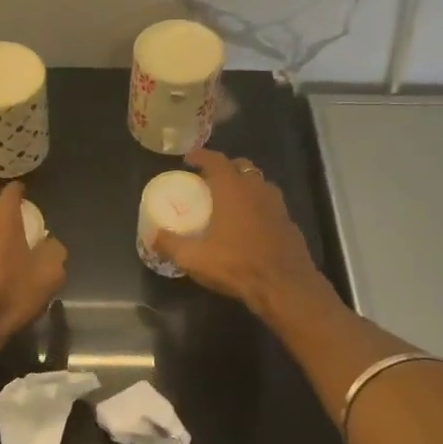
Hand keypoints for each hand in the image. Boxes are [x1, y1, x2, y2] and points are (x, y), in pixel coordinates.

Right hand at [152, 149, 332, 316]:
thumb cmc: (236, 265)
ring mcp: (277, 205)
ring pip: (259, 183)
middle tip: (208, 181)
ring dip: (244, 185)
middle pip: (241, 166)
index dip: (201, 156)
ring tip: (229, 200)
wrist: (284, 286)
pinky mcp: (289, 222)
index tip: (188, 159)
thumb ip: (170, 244)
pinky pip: (270, 204)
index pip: (216, 160)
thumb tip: (153, 236)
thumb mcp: (194, 258)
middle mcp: (256, 189)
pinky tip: (249, 224)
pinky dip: (257, 205)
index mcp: (233, 189)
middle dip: (224, 168)